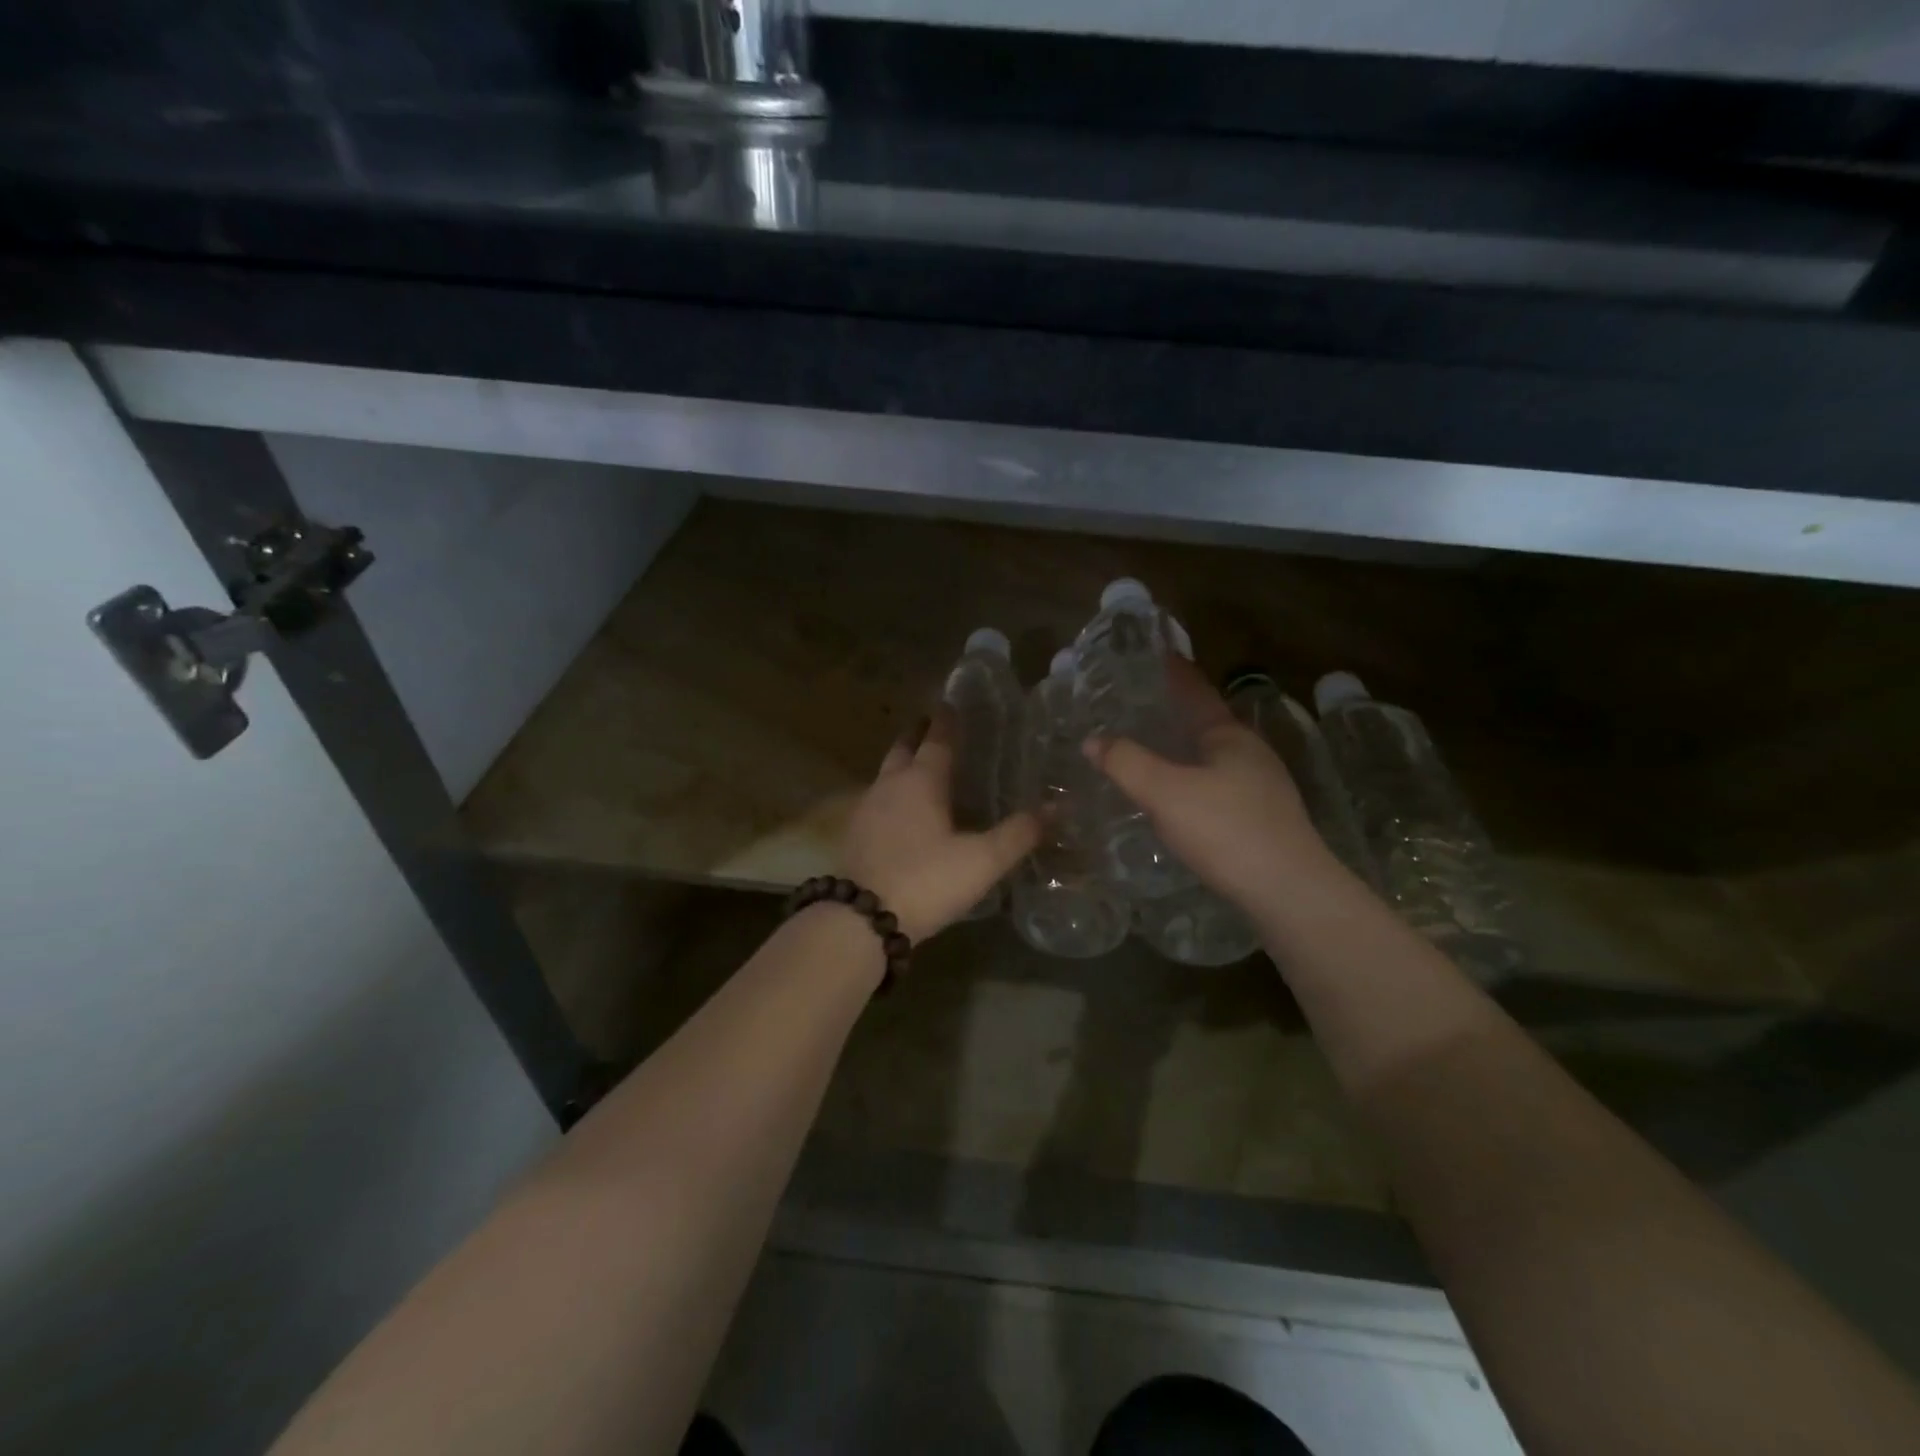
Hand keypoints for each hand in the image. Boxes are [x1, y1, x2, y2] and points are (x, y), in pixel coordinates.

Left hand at [838, 709, 1040, 942]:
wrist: (861, 919)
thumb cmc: (926, 880)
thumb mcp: (982, 861)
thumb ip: (1018, 834)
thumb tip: (1056, 808)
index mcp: (921, 781)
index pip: (936, 739)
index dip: (947, 720)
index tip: (952, 703)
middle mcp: (889, 785)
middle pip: (903, 747)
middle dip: (918, 733)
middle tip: (933, 725)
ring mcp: (866, 808)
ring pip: (886, 773)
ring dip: (902, 762)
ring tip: (921, 766)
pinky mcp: (855, 834)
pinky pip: (876, 799)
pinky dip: (891, 793)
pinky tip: (901, 811)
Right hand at [1083, 657, 1335, 916]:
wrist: (1289, 893)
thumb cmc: (1227, 830)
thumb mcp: (1166, 792)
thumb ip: (1126, 763)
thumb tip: (1092, 740)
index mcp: (1230, 737)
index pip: (1196, 692)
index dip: (1175, 672)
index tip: (1157, 654)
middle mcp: (1250, 754)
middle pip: (1207, 723)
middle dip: (1176, 712)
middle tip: (1139, 704)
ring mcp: (1262, 788)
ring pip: (1213, 758)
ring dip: (1184, 749)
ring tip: (1151, 749)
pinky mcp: (1263, 820)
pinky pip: (1218, 785)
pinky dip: (1192, 779)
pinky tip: (1177, 798)